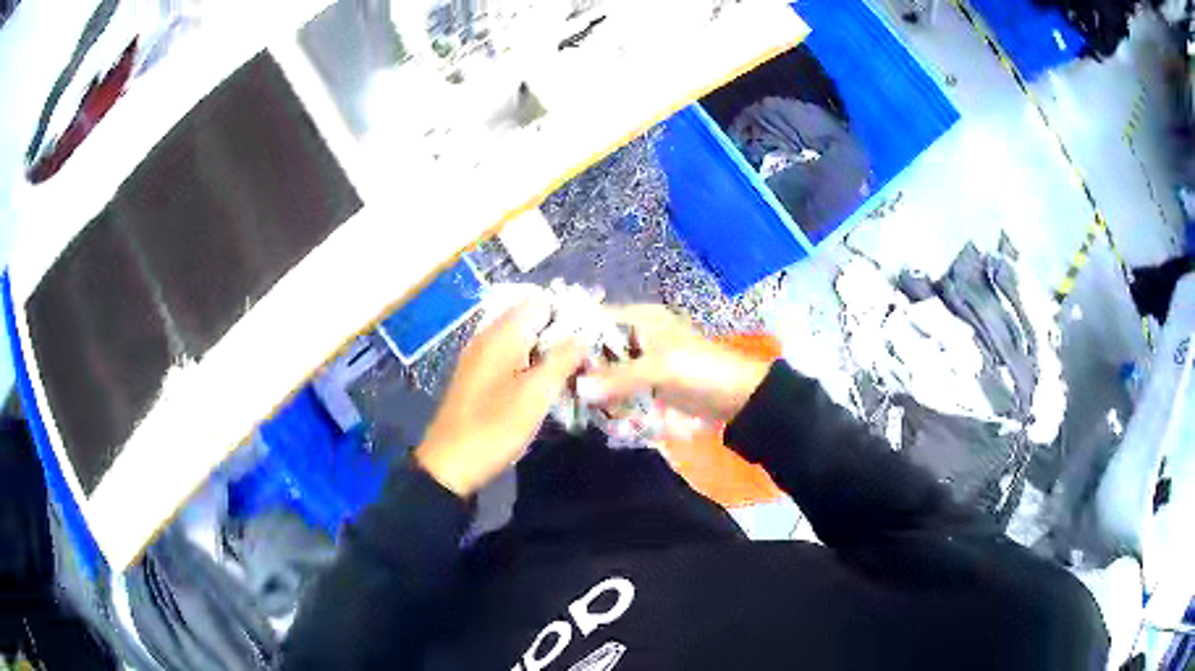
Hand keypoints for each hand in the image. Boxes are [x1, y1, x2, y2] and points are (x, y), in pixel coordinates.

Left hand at [415, 298, 585, 497]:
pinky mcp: (479, 376)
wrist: (451, 463)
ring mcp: (480, 357)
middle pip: (530, 318)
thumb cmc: (495, 427)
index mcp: (501, 334)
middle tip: (591, 350)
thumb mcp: (536, 394)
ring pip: (522, 339)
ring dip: (548, 348)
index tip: (595, 327)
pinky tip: (547, 381)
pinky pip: (511, 356)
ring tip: (577, 366)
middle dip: (561, 329)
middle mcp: (488, 337)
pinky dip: (532, 362)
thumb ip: (562, 359)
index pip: (539, 301)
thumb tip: (584, 334)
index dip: (569, 309)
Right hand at [576, 305, 772, 422]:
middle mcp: (635, 336)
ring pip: (606, 375)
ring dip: (601, 394)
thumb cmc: (701, 371)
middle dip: (585, 374)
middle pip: (596, 351)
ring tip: (592, 410)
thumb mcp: (661, 369)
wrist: (738, 397)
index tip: (550, 361)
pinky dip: (616, 405)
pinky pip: (621, 393)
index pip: (594, 321)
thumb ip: (619, 378)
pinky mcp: (648, 385)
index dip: (572, 337)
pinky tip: (612, 419)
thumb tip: (578, 389)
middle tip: (566, 394)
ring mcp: (642, 363)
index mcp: (639, 319)